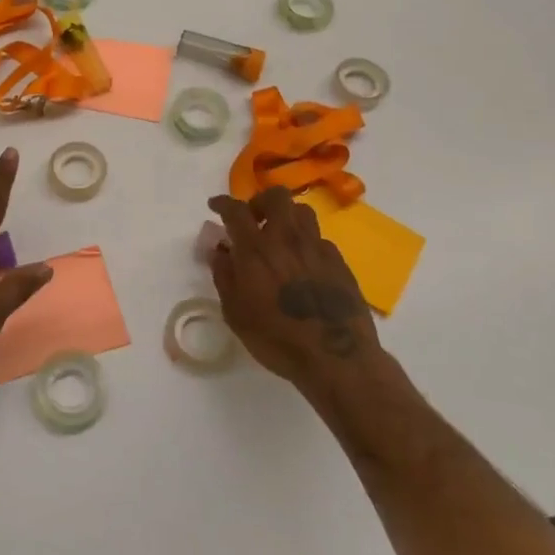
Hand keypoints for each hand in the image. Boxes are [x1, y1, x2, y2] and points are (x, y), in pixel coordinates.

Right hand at [207, 186, 381, 389]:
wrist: (336, 357)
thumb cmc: (276, 338)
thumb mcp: (235, 313)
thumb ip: (224, 276)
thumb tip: (220, 250)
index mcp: (256, 249)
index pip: (236, 210)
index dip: (223, 202)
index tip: (215, 205)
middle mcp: (286, 238)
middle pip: (276, 196)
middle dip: (260, 200)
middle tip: (254, 218)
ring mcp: (316, 247)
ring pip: (302, 211)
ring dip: (286, 216)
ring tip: (280, 236)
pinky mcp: (339, 261)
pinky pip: (319, 238)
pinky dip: (306, 242)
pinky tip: (304, 262)